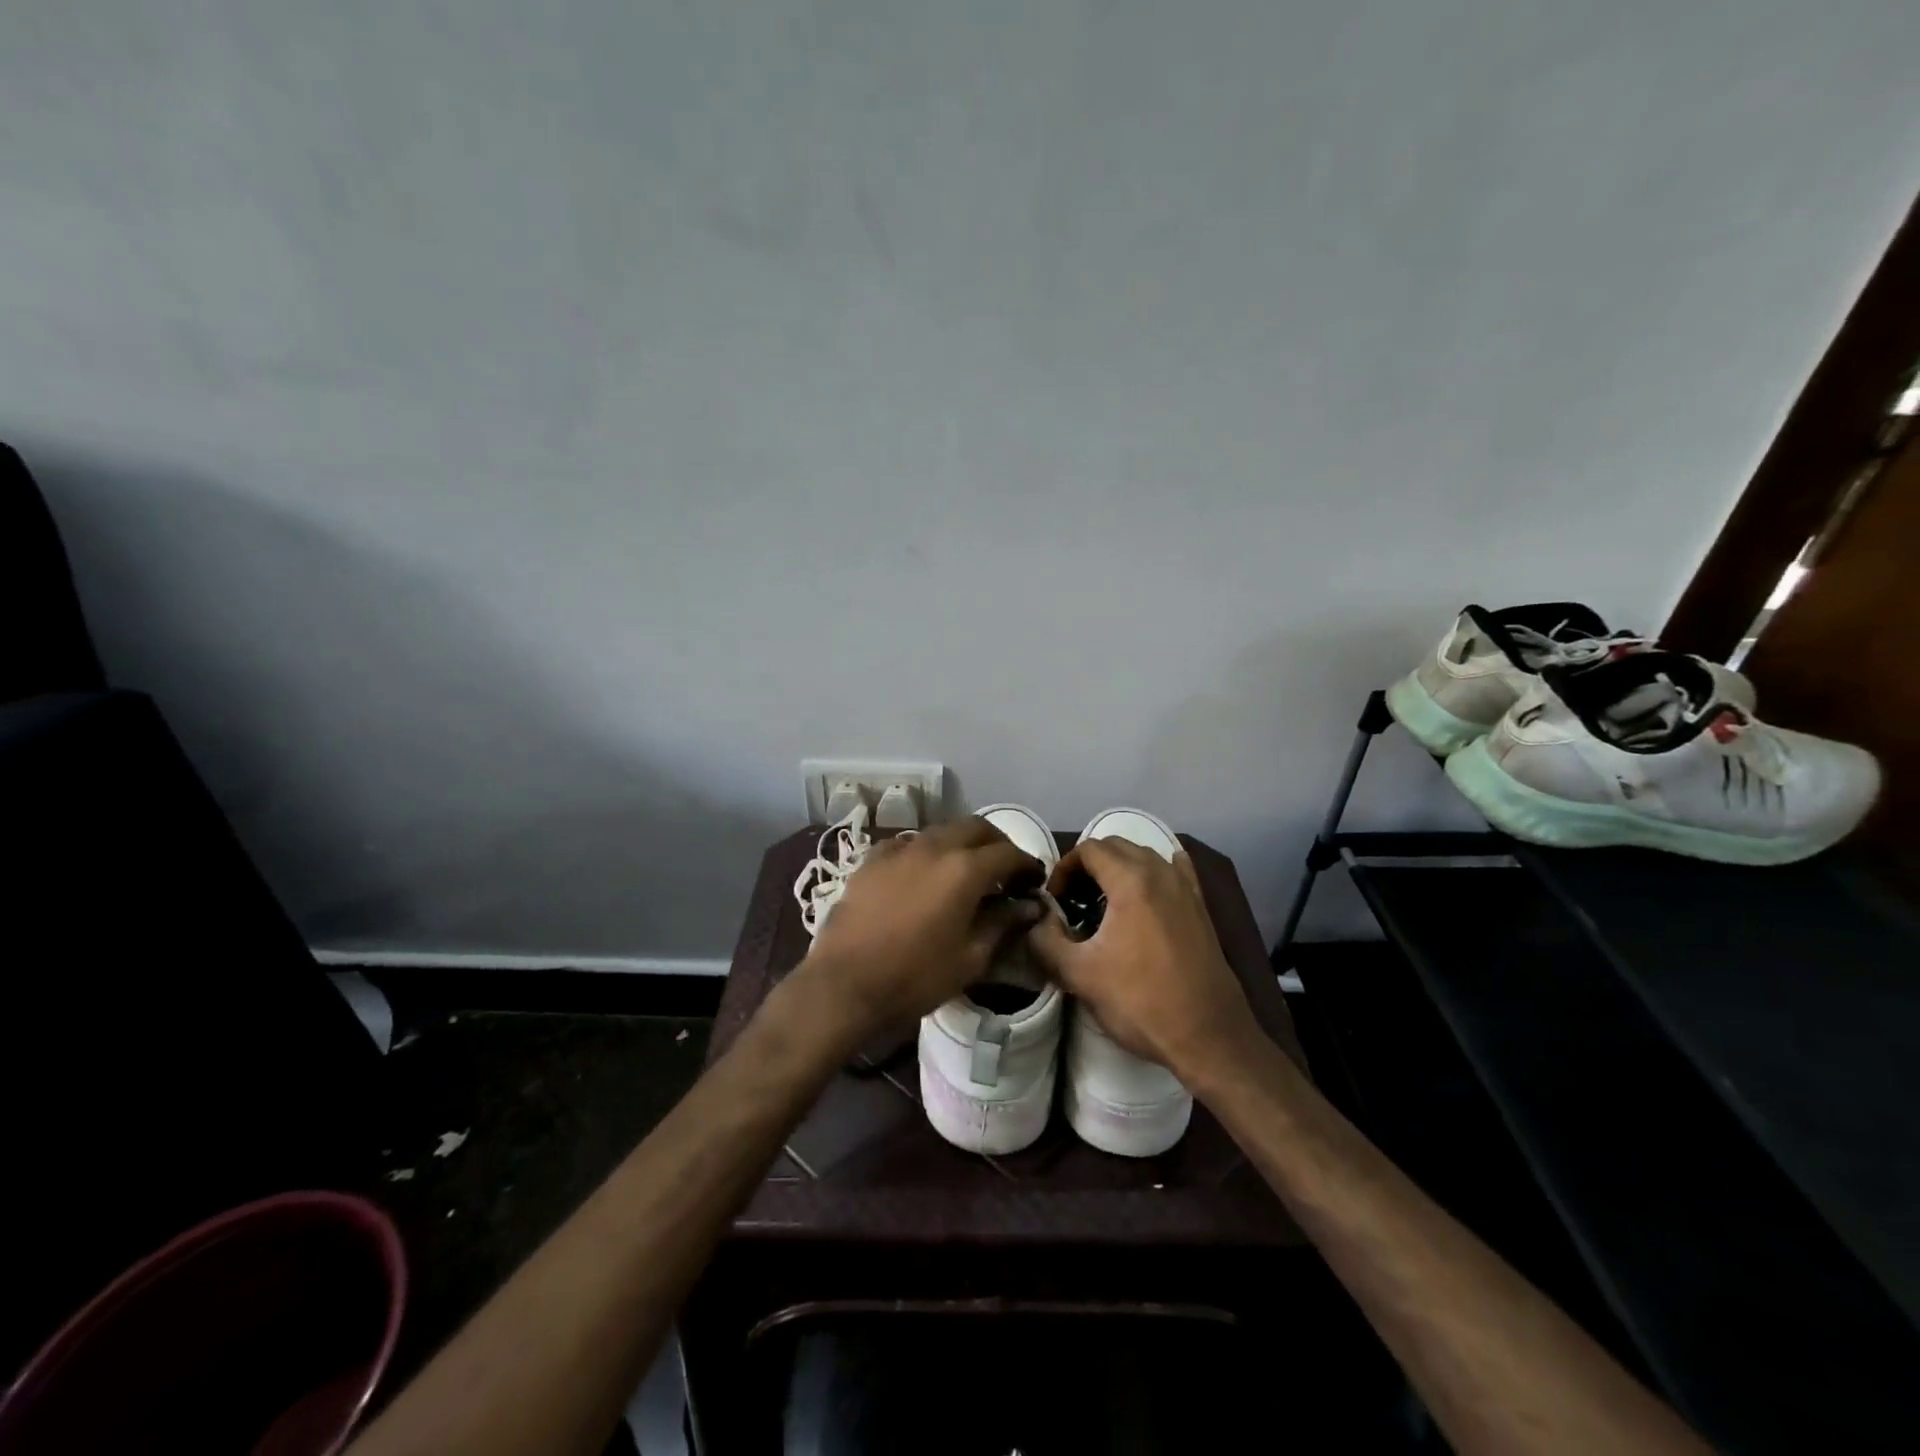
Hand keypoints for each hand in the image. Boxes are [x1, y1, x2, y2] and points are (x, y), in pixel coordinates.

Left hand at [794, 817, 1045, 1044]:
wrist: (844, 984)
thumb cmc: (915, 977)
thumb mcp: (971, 958)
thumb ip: (1003, 923)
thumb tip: (1029, 906)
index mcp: (964, 869)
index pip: (1009, 853)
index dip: (1028, 865)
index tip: (1035, 882)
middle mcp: (934, 846)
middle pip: (976, 828)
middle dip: (998, 844)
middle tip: (1006, 870)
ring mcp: (900, 849)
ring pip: (942, 831)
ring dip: (963, 844)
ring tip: (967, 872)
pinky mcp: (873, 859)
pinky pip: (910, 843)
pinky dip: (928, 852)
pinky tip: (925, 874)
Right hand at [1027, 838, 1257, 1079]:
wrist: (1209, 1037)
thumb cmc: (1141, 1002)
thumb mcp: (1080, 975)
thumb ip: (1045, 941)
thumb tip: (1035, 921)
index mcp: (1131, 881)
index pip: (1089, 849)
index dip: (1064, 868)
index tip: (1055, 900)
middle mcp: (1162, 873)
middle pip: (1116, 846)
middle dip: (1089, 865)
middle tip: (1073, 901)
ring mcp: (1187, 888)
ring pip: (1145, 857)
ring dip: (1119, 869)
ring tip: (1103, 904)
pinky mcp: (1202, 908)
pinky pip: (1175, 871)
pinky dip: (1153, 873)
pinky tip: (1147, 891)